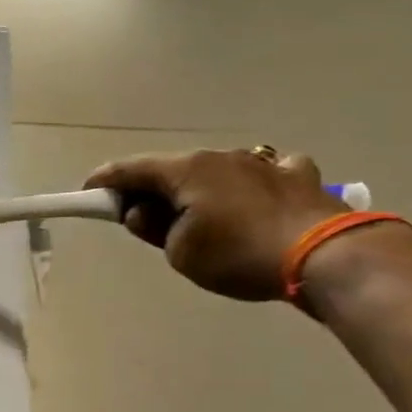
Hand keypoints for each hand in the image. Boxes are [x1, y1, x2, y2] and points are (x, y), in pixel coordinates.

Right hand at [83, 148, 351, 300]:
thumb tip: (143, 213)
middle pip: (173, 169)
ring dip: (200, 188)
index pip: (132, 169)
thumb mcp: (181, 253)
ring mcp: (264, 162)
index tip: (87, 192)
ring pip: (217, 169)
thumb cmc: (238, 254)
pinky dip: (250, 185)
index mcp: (187, 171)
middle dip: (152, 190)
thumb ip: (155, 228)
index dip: (105, 181)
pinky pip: (265, 173)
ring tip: (200, 216)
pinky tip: (257, 199)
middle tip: (141, 217)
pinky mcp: (297, 177)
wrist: (324, 254)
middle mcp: (222, 156)